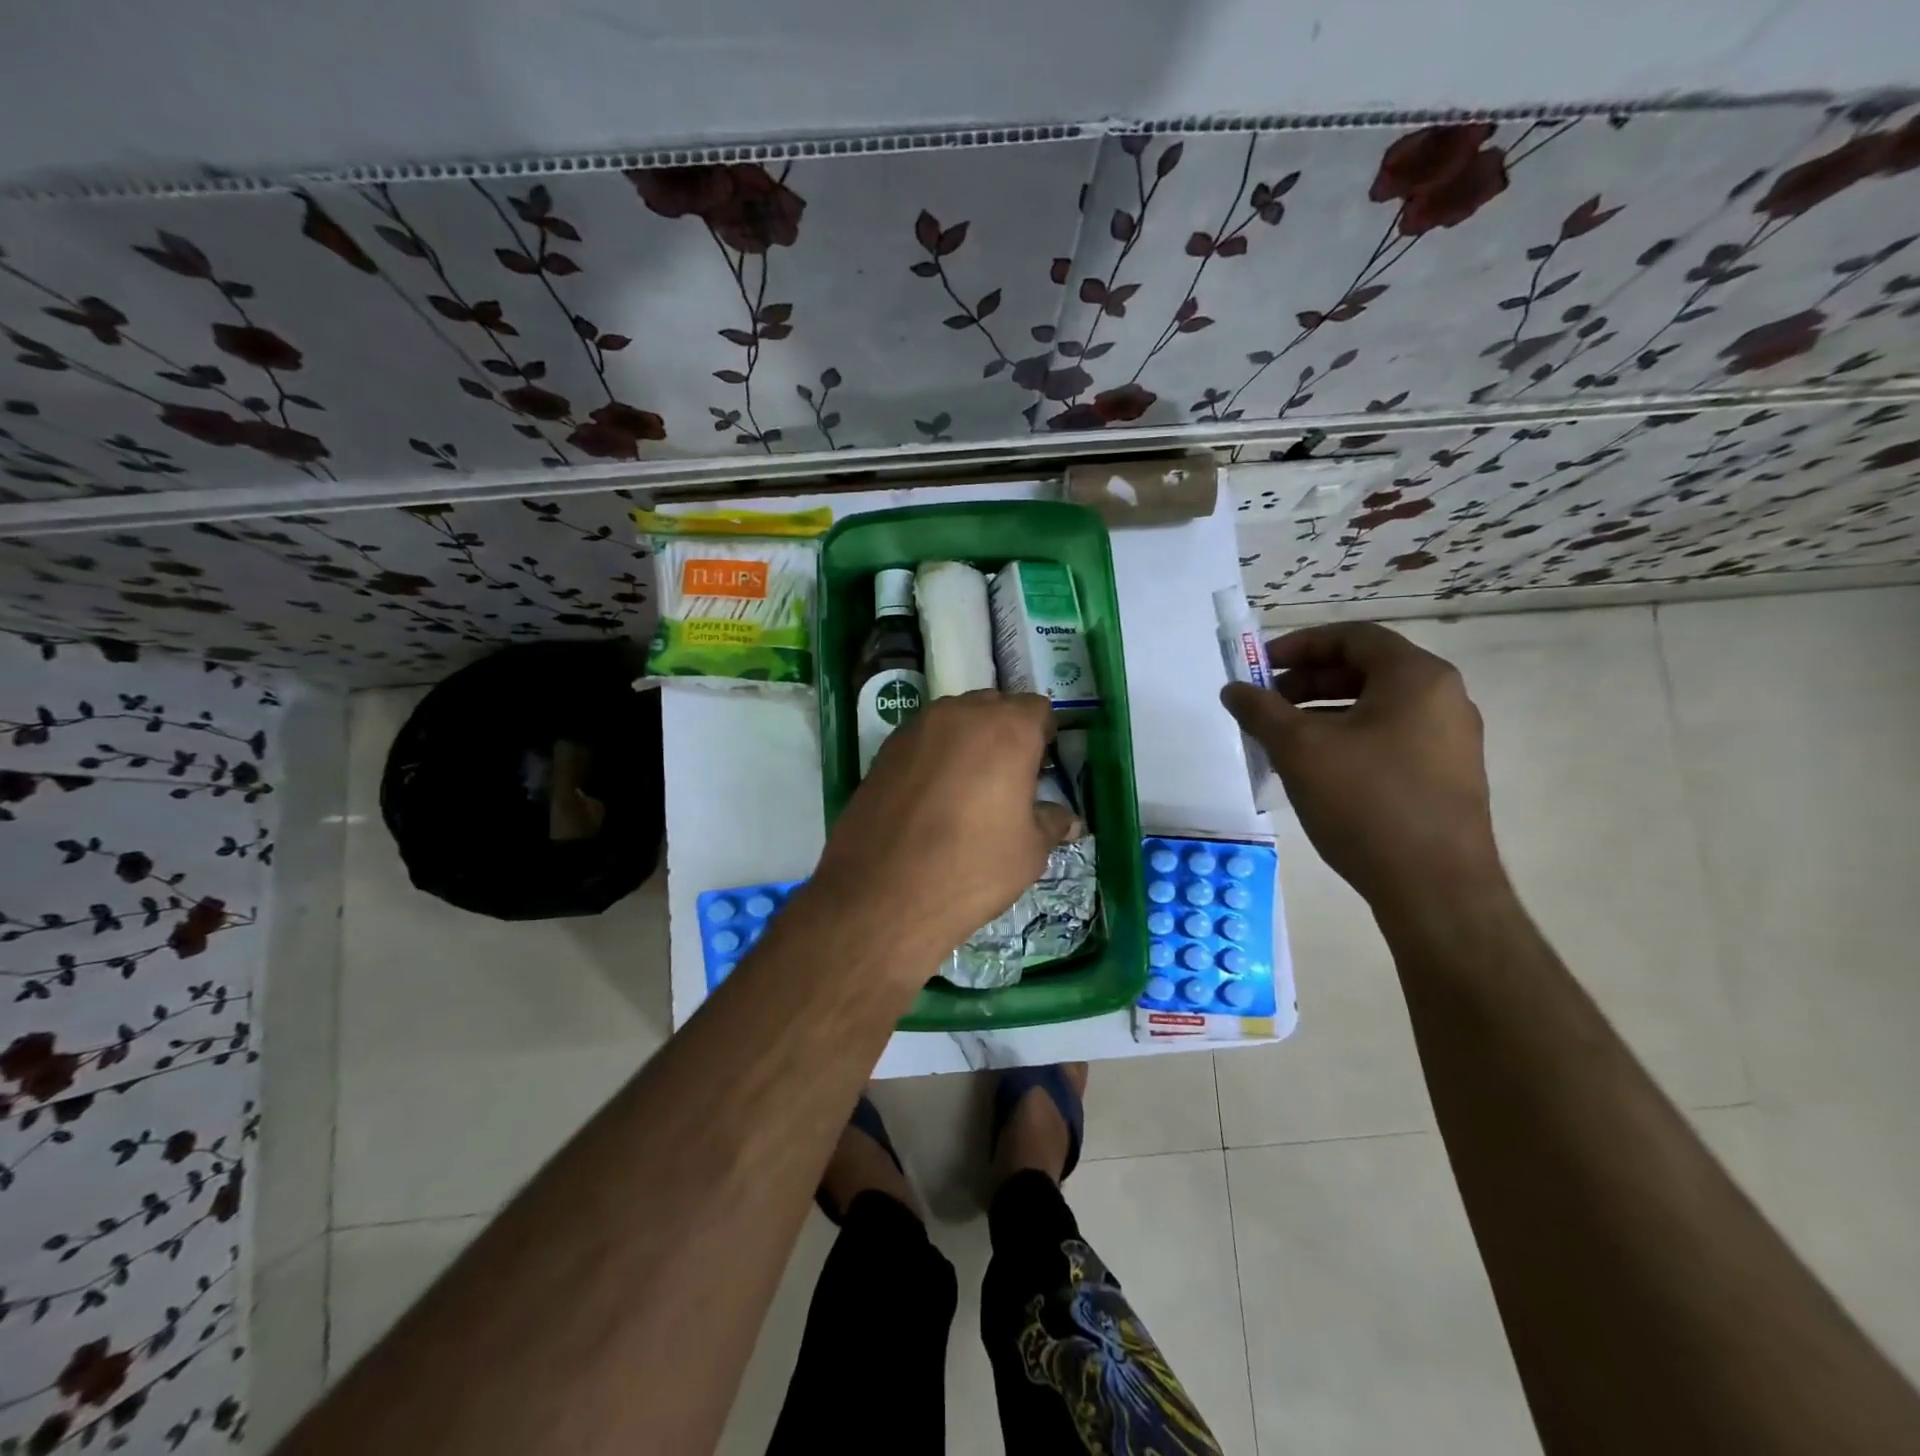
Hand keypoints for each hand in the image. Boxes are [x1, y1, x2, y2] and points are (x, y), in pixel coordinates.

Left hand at [809, 691, 1077, 968]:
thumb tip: (1067, 820)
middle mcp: (961, 713)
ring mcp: (916, 728)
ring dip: (967, 743)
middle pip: (993, 708)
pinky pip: (922, 740)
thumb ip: (1050, 823)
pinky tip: (931, 799)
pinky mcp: (884, 750)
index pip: (1037, 710)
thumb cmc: (972, 868)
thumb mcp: (1028, 851)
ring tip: (967, 791)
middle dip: (1005, 735)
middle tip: (1007, 780)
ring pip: (954, 721)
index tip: (1041, 771)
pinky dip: (934, 757)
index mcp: (1007, 728)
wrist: (882, 893)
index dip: (1043, 737)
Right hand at [1220, 622, 1502, 910]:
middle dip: (1306, 682)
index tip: (1260, 666)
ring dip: (1322, 712)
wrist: (1434, 887)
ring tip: (1280, 738)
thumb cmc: (1366, 802)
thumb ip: (1261, 711)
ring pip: (1374, 708)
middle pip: (1365, 670)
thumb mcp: (1300, 749)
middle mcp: (1443, 699)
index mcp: (1416, 678)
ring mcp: (1449, 740)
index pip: (1354, 637)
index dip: (1300, 645)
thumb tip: (1233, 689)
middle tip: (1265, 703)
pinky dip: (1346, 739)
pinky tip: (1313, 769)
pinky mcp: (1444, 776)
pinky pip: (1387, 738)